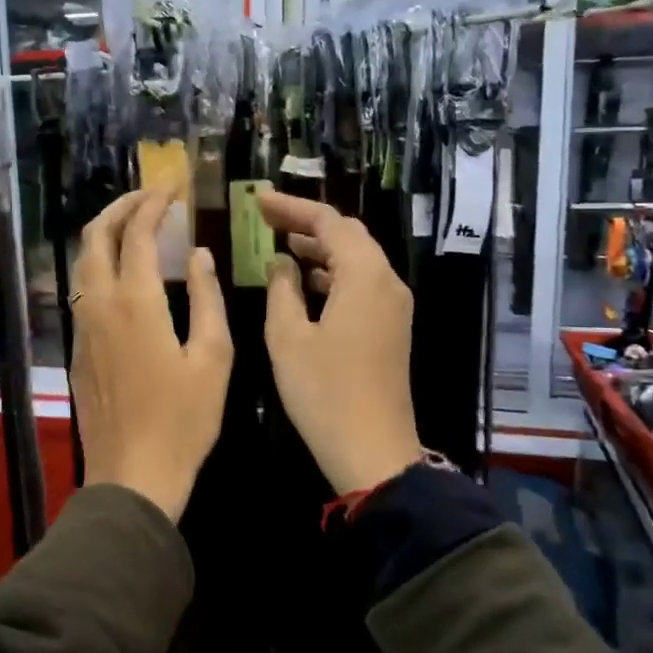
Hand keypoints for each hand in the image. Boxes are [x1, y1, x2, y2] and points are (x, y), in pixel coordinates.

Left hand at [71, 190, 232, 521]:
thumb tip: (198, 255)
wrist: (132, 476)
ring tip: (134, 226)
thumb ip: (207, 299)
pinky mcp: (77, 350)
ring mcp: (82, 327)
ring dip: (105, 234)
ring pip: (83, 263)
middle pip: (95, 237)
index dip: (153, 205)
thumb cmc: (183, 420)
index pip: (136, 233)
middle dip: (120, 207)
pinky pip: (82, 291)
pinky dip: (100, 265)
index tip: (172, 190)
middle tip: (149, 198)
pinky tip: (123, 276)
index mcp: (135, 302)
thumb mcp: (213, 358)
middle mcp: (99, 305)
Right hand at [258, 190, 421, 495]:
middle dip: (307, 223)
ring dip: (321, 248)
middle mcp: (387, 282)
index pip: (329, 222)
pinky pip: (362, 283)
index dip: (292, 208)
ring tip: (281, 244)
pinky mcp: (392, 327)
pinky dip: (333, 274)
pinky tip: (305, 283)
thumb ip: (282, 288)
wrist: (373, 451)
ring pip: (357, 259)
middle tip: (266, 219)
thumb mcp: (288, 336)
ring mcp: (394, 306)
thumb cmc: (324, 392)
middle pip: (349, 235)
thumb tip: (282, 261)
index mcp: (364, 276)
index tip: (258, 201)